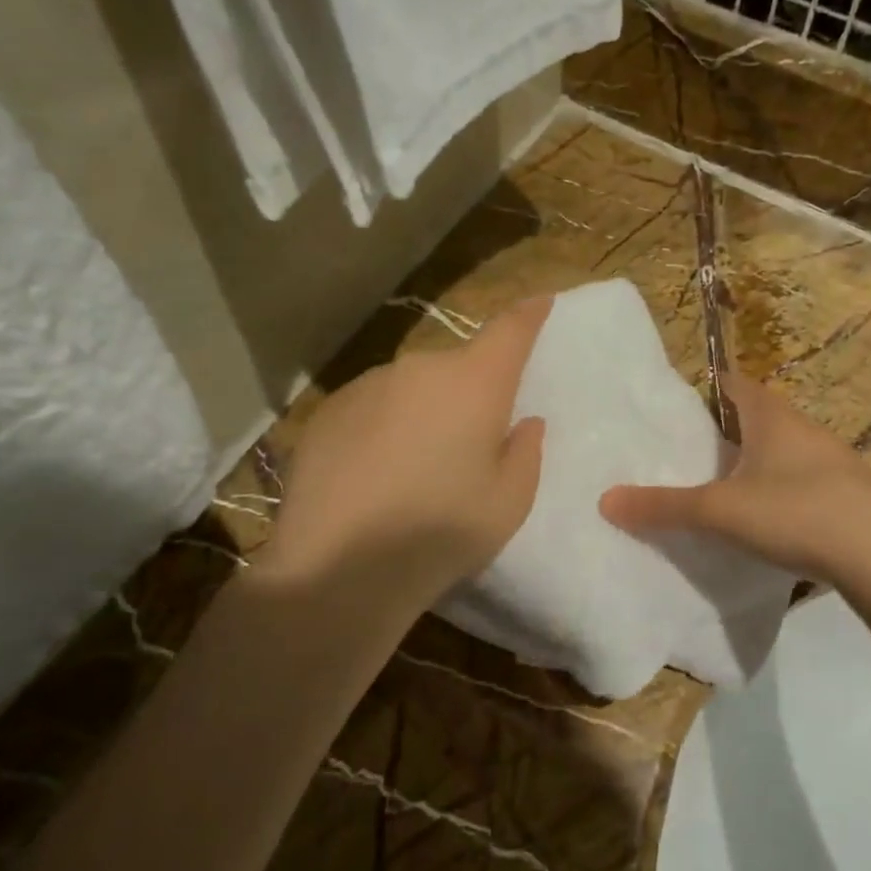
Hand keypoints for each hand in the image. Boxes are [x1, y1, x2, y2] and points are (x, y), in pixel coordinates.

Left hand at [262, 298, 550, 608]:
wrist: (336, 569)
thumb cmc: (440, 533)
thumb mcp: (509, 503)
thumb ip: (525, 453)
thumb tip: (522, 423)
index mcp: (474, 383)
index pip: (510, 331)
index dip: (529, 315)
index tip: (541, 301)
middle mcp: (420, 369)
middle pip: (459, 366)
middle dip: (472, 389)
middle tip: (472, 440)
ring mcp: (369, 384)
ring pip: (414, 387)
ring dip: (425, 410)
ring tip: (417, 467)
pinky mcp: (328, 409)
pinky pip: (374, 405)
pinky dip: (384, 426)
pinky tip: (374, 475)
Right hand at [598, 373, 870, 583]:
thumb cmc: (796, 512)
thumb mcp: (720, 511)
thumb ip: (663, 506)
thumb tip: (606, 500)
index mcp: (771, 416)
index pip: (732, 384)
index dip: (703, 390)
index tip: (674, 411)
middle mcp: (802, 427)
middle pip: (755, 417)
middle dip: (723, 432)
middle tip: (686, 456)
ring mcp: (830, 460)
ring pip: (779, 451)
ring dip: (752, 464)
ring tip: (718, 490)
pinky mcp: (847, 493)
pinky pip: (800, 479)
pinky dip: (777, 490)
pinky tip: (765, 521)